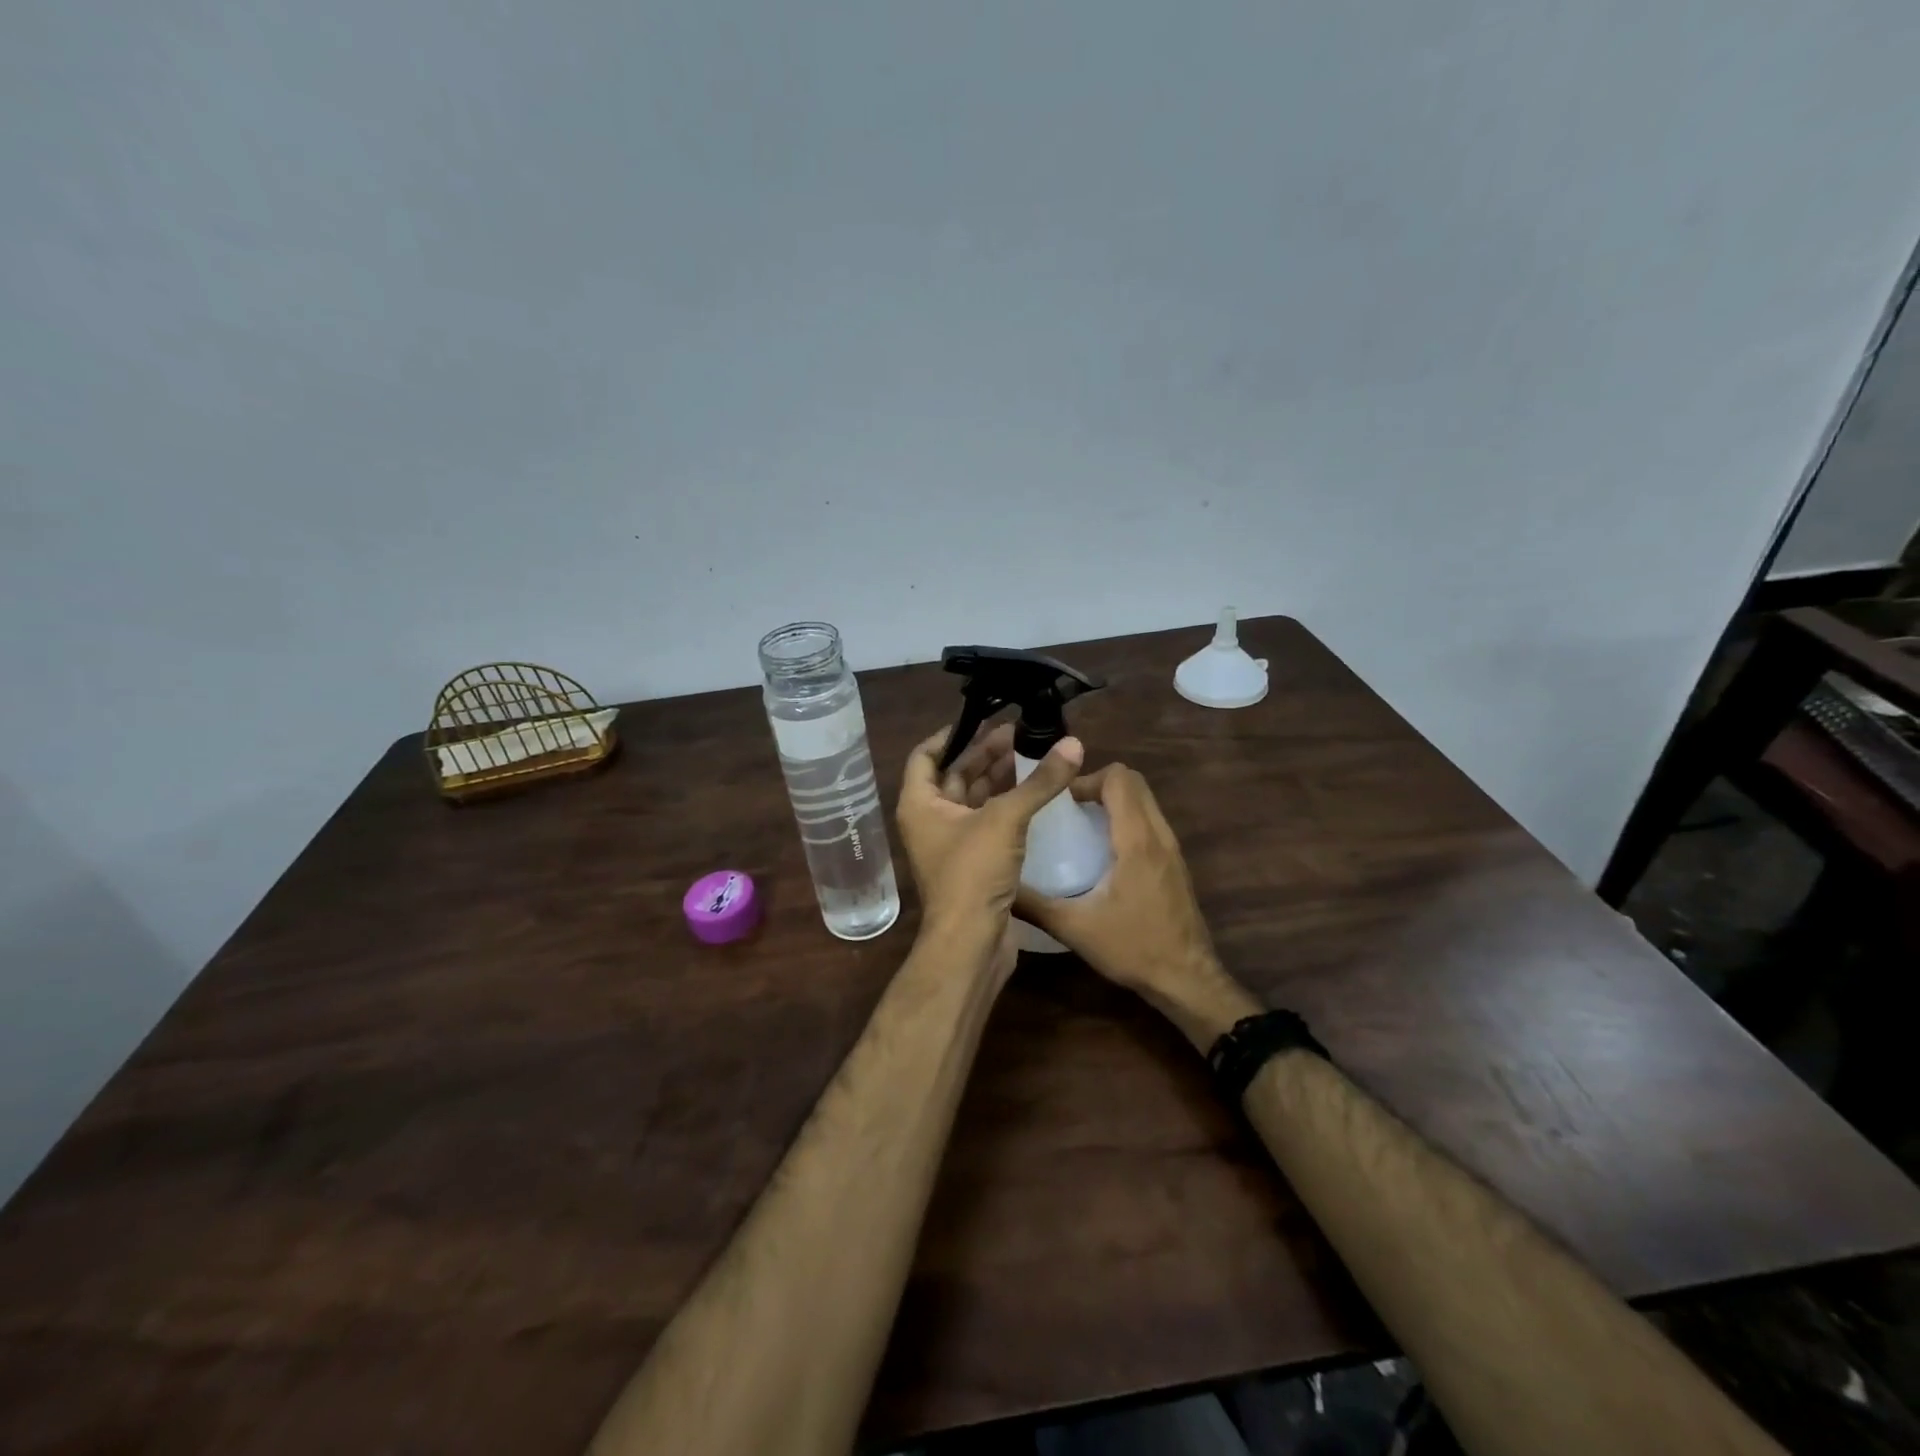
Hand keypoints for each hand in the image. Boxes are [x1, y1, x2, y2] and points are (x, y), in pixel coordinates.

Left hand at [897, 722, 1083, 964]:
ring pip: (975, 799)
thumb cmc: (973, 873)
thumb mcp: (1005, 819)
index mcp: (920, 803)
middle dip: (986, 753)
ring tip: (1033, 756)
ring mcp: (951, 842)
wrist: (971, 943)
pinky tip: (1035, 794)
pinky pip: (989, 822)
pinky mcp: (973, 862)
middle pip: (956, 774)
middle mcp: (930, 819)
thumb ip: (1039, 782)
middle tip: (1021, 733)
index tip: (984, 719)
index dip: (953, 734)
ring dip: (1000, 778)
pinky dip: (1008, 805)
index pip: (926, 754)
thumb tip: (1073, 744)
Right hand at [1017, 764, 1254, 1046]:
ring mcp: (1172, 849)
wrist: (1187, 980)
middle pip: (1135, 782)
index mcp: (1137, 841)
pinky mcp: (1175, 864)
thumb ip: (1034, 905)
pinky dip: (1127, 820)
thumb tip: (1000, 888)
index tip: (1060, 802)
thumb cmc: (1133, 949)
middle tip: (1068, 810)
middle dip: (1099, 785)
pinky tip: (1102, 852)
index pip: (1119, 779)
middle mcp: (1159, 836)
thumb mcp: (1074, 928)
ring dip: (1114, 802)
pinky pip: (1150, 822)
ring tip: (1081, 826)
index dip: (1087, 780)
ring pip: (1145, 801)